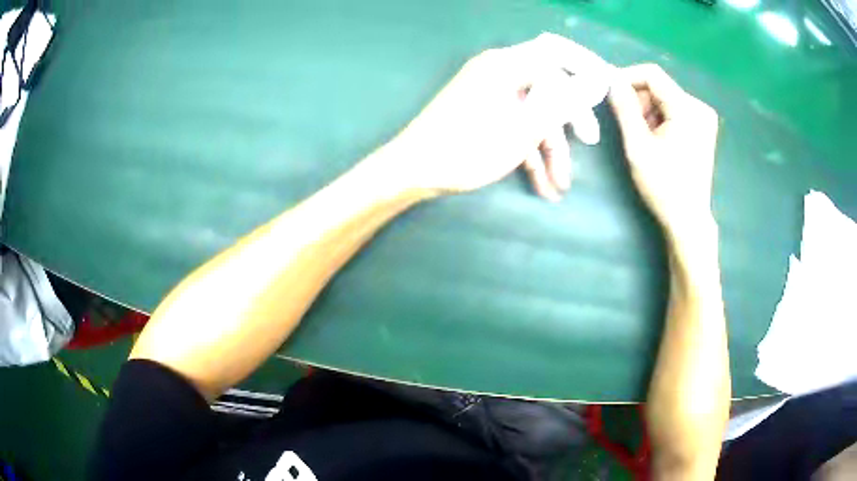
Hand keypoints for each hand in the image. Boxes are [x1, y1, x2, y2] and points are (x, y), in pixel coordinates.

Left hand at [383, 33, 610, 201]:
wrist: (414, 170)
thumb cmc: (467, 148)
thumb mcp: (522, 128)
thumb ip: (561, 101)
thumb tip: (592, 80)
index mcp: (506, 65)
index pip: (555, 50)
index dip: (585, 62)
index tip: (608, 82)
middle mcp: (499, 72)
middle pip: (548, 85)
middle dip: (570, 117)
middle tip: (590, 141)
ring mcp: (491, 94)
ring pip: (533, 113)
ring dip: (550, 147)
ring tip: (560, 186)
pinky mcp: (485, 115)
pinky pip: (516, 125)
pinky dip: (530, 151)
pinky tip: (542, 185)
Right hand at [608, 64, 718, 235]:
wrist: (688, 219)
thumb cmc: (663, 185)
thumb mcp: (638, 145)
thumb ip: (624, 108)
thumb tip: (611, 80)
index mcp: (687, 108)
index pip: (652, 74)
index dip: (627, 78)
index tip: (610, 94)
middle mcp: (699, 107)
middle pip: (659, 86)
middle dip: (639, 100)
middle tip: (629, 125)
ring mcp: (704, 118)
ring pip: (665, 98)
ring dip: (649, 111)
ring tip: (644, 138)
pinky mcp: (703, 128)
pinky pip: (675, 110)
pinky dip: (661, 119)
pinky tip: (658, 140)